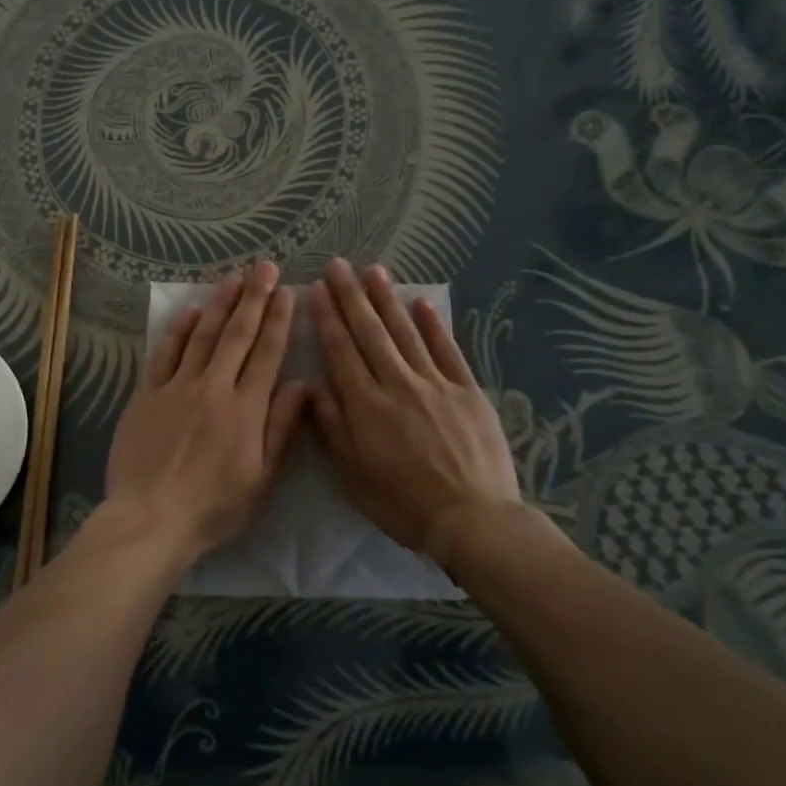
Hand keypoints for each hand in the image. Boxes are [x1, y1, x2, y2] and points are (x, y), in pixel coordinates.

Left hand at [103, 260, 307, 561]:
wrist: (151, 519)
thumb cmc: (214, 508)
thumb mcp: (262, 479)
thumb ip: (283, 428)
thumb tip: (305, 385)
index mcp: (246, 409)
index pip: (267, 353)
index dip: (278, 320)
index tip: (288, 291)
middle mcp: (214, 387)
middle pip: (237, 334)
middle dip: (254, 297)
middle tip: (265, 266)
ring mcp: (177, 387)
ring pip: (203, 335)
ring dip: (219, 303)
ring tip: (233, 277)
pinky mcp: (147, 394)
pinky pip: (166, 353)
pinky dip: (179, 330)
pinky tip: (190, 311)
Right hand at [311, 259, 536, 559]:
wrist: (472, 520)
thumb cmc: (403, 503)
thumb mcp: (353, 475)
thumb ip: (332, 427)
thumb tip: (312, 384)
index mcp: (365, 405)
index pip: (340, 350)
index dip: (327, 317)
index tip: (316, 289)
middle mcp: (396, 384)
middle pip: (369, 332)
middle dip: (350, 296)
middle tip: (338, 265)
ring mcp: (435, 384)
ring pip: (405, 333)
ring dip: (387, 300)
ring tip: (373, 270)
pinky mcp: (467, 391)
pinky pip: (447, 350)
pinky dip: (433, 325)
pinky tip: (421, 303)